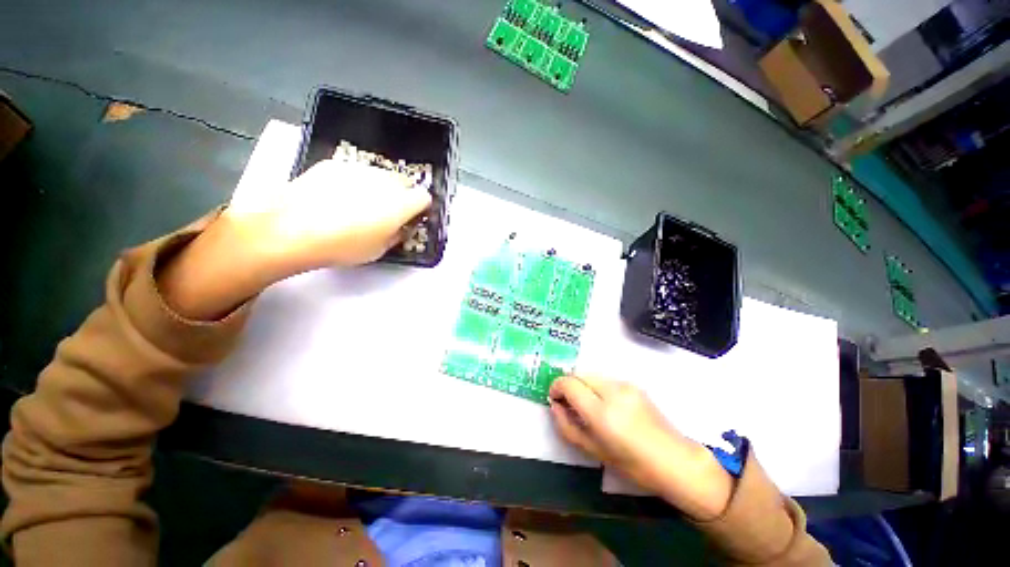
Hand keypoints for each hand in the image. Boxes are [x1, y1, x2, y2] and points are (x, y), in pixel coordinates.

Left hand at [229, 158, 432, 270]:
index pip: (424, 197)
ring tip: (360, 204)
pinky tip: (337, 197)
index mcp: (400, 204)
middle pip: (404, 182)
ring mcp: (358, 169)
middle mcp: (384, 181)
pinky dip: (354, 182)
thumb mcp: (379, 250)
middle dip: (402, 195)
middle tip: (388, 212)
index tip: (413, 216)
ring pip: (379, 175)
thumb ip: (397, 235)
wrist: (291, 230)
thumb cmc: (342, 246)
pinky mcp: (334, 164)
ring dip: (379, 188)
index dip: (421, 207)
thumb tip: (400, 227)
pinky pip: (355, 172)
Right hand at [549, 376, 733, 520]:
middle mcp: (612, 391)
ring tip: (587, 407)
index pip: (569, 384)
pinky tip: (605, 406)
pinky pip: (605, 379)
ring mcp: (625, 385)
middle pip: (578, 374)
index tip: (554, 399)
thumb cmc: (633, 464)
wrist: (675, 460)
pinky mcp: (633, 384)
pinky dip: (596, 387)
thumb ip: (567, 426)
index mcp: (602, 412)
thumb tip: (555, 406)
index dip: (556, 387)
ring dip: (582, 386)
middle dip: (569, 386)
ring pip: (591, 375)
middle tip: (569, 405)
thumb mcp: (594, 451)